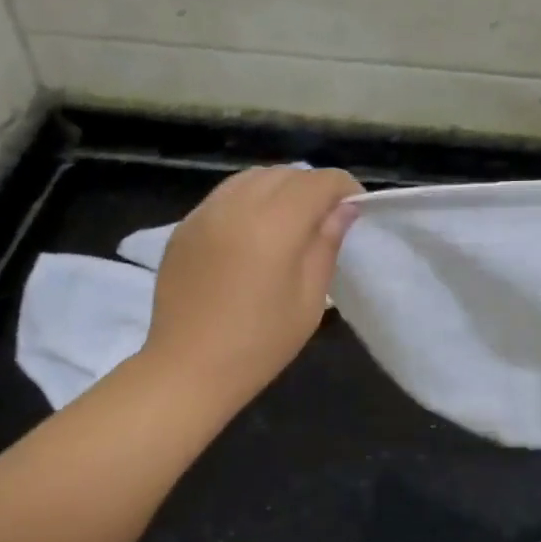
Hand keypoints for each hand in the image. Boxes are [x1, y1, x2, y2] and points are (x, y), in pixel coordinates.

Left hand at [144, 166, 362, 408]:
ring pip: (250, 179)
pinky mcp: (184, 227)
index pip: (317, 182)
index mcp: (273, 225)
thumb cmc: (260, 343)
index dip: (343, 187)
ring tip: (291, 221)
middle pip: (284, 174)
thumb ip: (326, 246)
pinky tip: (253, 233)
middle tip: (326, 218)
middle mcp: (236, 206)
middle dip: (312, 187)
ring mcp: (204, 214)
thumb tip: (342, 210)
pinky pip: (224, 197)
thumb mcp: (309, 300)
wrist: (189, 368)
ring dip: (278, 189)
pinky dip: (248, 201)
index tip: (356, 207)